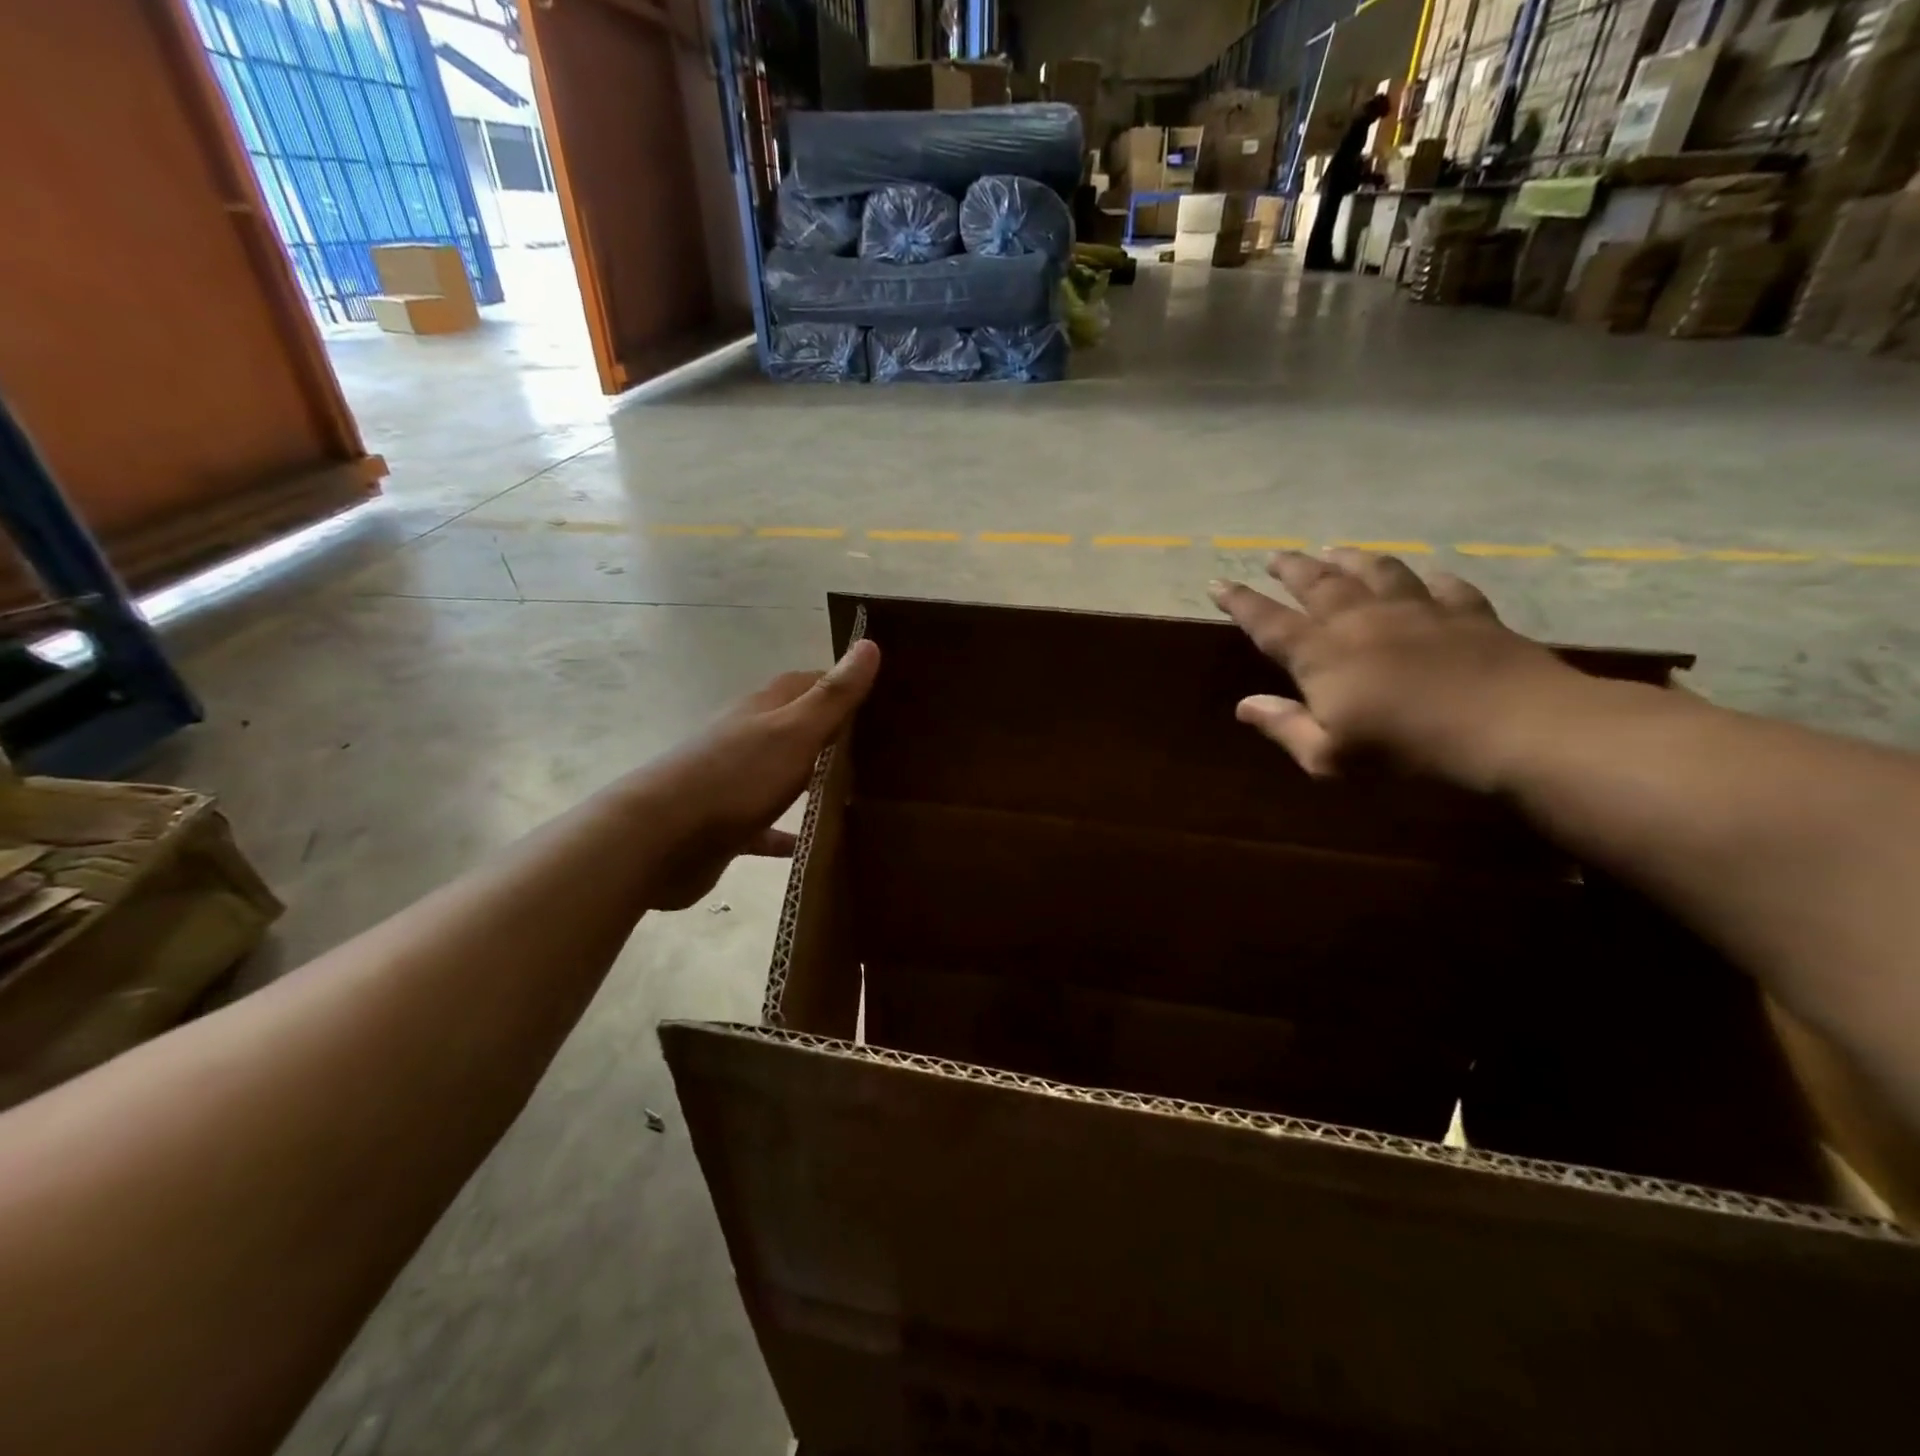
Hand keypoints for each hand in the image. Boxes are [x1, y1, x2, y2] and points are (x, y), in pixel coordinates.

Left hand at [637, 640, 879, 909]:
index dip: (844, 684)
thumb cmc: (734, 777)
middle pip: (798, 727)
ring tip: (862, 794)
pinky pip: (768, 827)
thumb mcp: (794, 732)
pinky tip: (816, 844)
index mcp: (765, 709)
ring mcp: (736, 781)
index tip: (886, 696)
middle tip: (884, 749)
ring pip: (785, 774)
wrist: (656, 839)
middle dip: (836, 734)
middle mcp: (749, 738)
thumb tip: (870, 644)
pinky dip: (790, 832)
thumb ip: (833, 695)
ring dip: (815, 781)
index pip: (810, 683)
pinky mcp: (727, 824)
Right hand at [1209, 549, 1578, 787]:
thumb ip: (1285, 727)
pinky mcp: (1469, 614)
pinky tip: (1427, 576)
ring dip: (1350, 559)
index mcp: (1323, 655)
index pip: (1269, 622)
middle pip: (1319, 584)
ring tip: (1335, 550)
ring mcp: (1418, 612)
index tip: (1218, 581)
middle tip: (1275, 556)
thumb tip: (1244, 706)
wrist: (1512, 729)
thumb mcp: (1330, 757)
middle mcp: (1362, 621)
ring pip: (1376, 571)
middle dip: (1291, 568)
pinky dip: (1429, 578)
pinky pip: (1444, 586)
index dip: (1241, 602)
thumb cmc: (1407, 752)